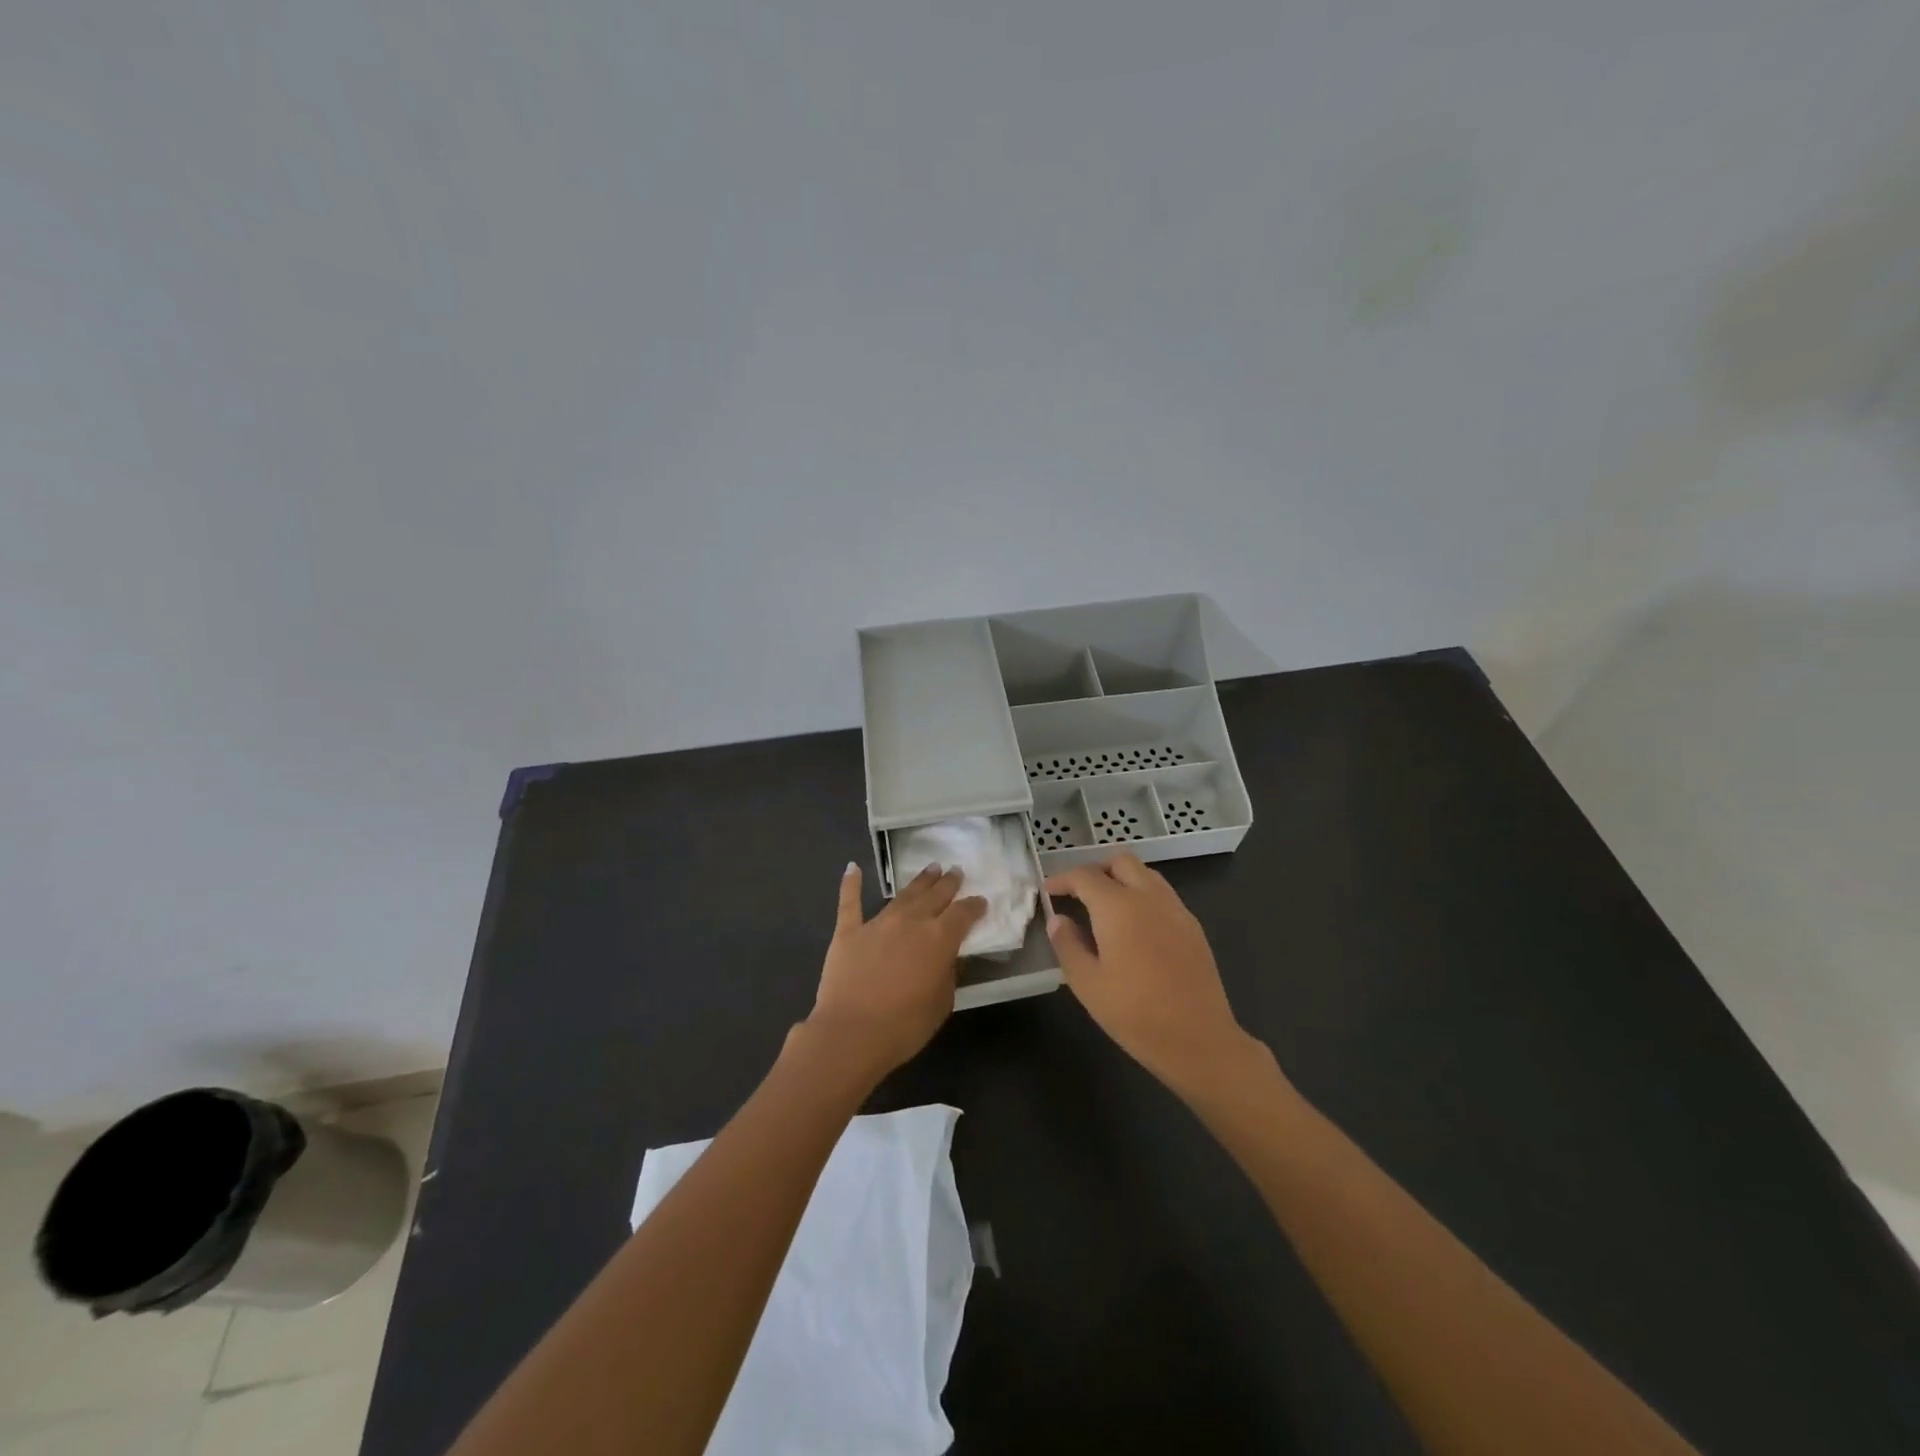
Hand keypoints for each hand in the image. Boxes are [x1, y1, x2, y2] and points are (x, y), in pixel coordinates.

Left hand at [806, 861, 985, 1081]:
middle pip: (935, 896)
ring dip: (919, 881)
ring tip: (931, 868)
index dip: (974, 906)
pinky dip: (851, 883)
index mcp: (939, 939)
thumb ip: (948, 975)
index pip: (963, 914)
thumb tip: (948, 958)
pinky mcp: (848, 931)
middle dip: (948, 883)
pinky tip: (853, 868)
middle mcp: (911, 922)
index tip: (981, 901)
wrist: (851, 1034)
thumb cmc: (904, 1026)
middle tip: (956, 871)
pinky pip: (850, 902)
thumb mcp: (942, 1004)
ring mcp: (878, 923)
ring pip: (903, 895)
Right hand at [1045, 852, 1248, 1091]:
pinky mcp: (1193, 926)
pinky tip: (1135, 927)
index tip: (1048, 891)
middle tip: (1077, 893)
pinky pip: (1163, 894)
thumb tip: (1058, 919)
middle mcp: (1149, 897)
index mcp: (1118, 907)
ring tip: (1104, 907)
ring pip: (1145, 874)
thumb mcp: (1087, 984)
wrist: (1199, 1040)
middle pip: (1120, 862)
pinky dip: (1142, 895)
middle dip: (1095, 870)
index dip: (1062, 879)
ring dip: (1121, 879)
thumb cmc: (1135, 1014)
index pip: (1084, 876)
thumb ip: (1068, 945)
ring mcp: (1176, 909)